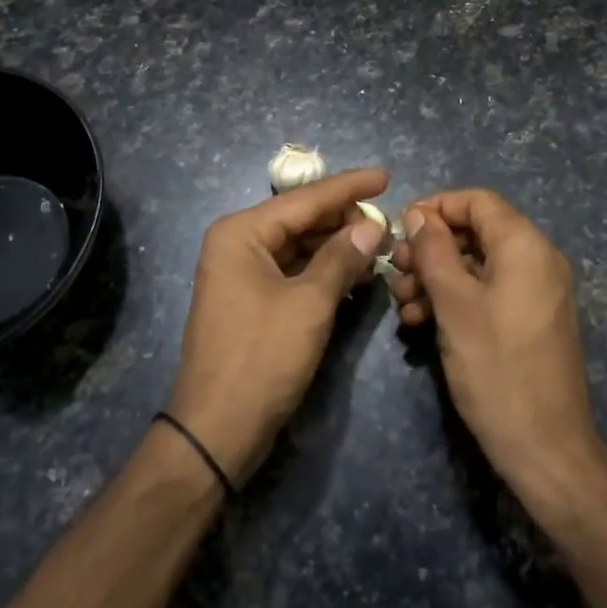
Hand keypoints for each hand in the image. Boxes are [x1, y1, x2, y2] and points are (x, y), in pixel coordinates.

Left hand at [168, 168, 387, 484]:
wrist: (216, 431)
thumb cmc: (261, 358)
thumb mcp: (309, 304)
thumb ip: (342, 258)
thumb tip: (372, 225)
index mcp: (241, 232)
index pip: (305, 199)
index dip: (348, 187)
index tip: (386, 176)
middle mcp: (237, 243)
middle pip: (300, 219)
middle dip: (344, 219)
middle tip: (390, 221)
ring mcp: (241, 272)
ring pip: (299, 245)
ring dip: (337, 245)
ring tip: (380, 244)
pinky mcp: (251, 299)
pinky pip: (293, 270)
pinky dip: (323, 269)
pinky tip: (355, 272)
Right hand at [388, 190, 606, 508]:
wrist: (545, 449)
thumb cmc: (496, 368)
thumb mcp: (455, 304)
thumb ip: (434, 251)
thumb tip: (420, 215)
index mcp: (525, 246)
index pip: (477, 201)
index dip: (436, 207)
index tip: (400, 229)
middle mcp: (536, 260)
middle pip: (475, 233)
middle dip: (431, 248)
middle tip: (395, 271)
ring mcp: (535, 292)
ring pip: (477, 265)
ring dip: (436, 277)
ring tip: (403, 303)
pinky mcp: (528, 320)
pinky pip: (487, 292)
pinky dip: (455, 299)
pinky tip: (421, 322)